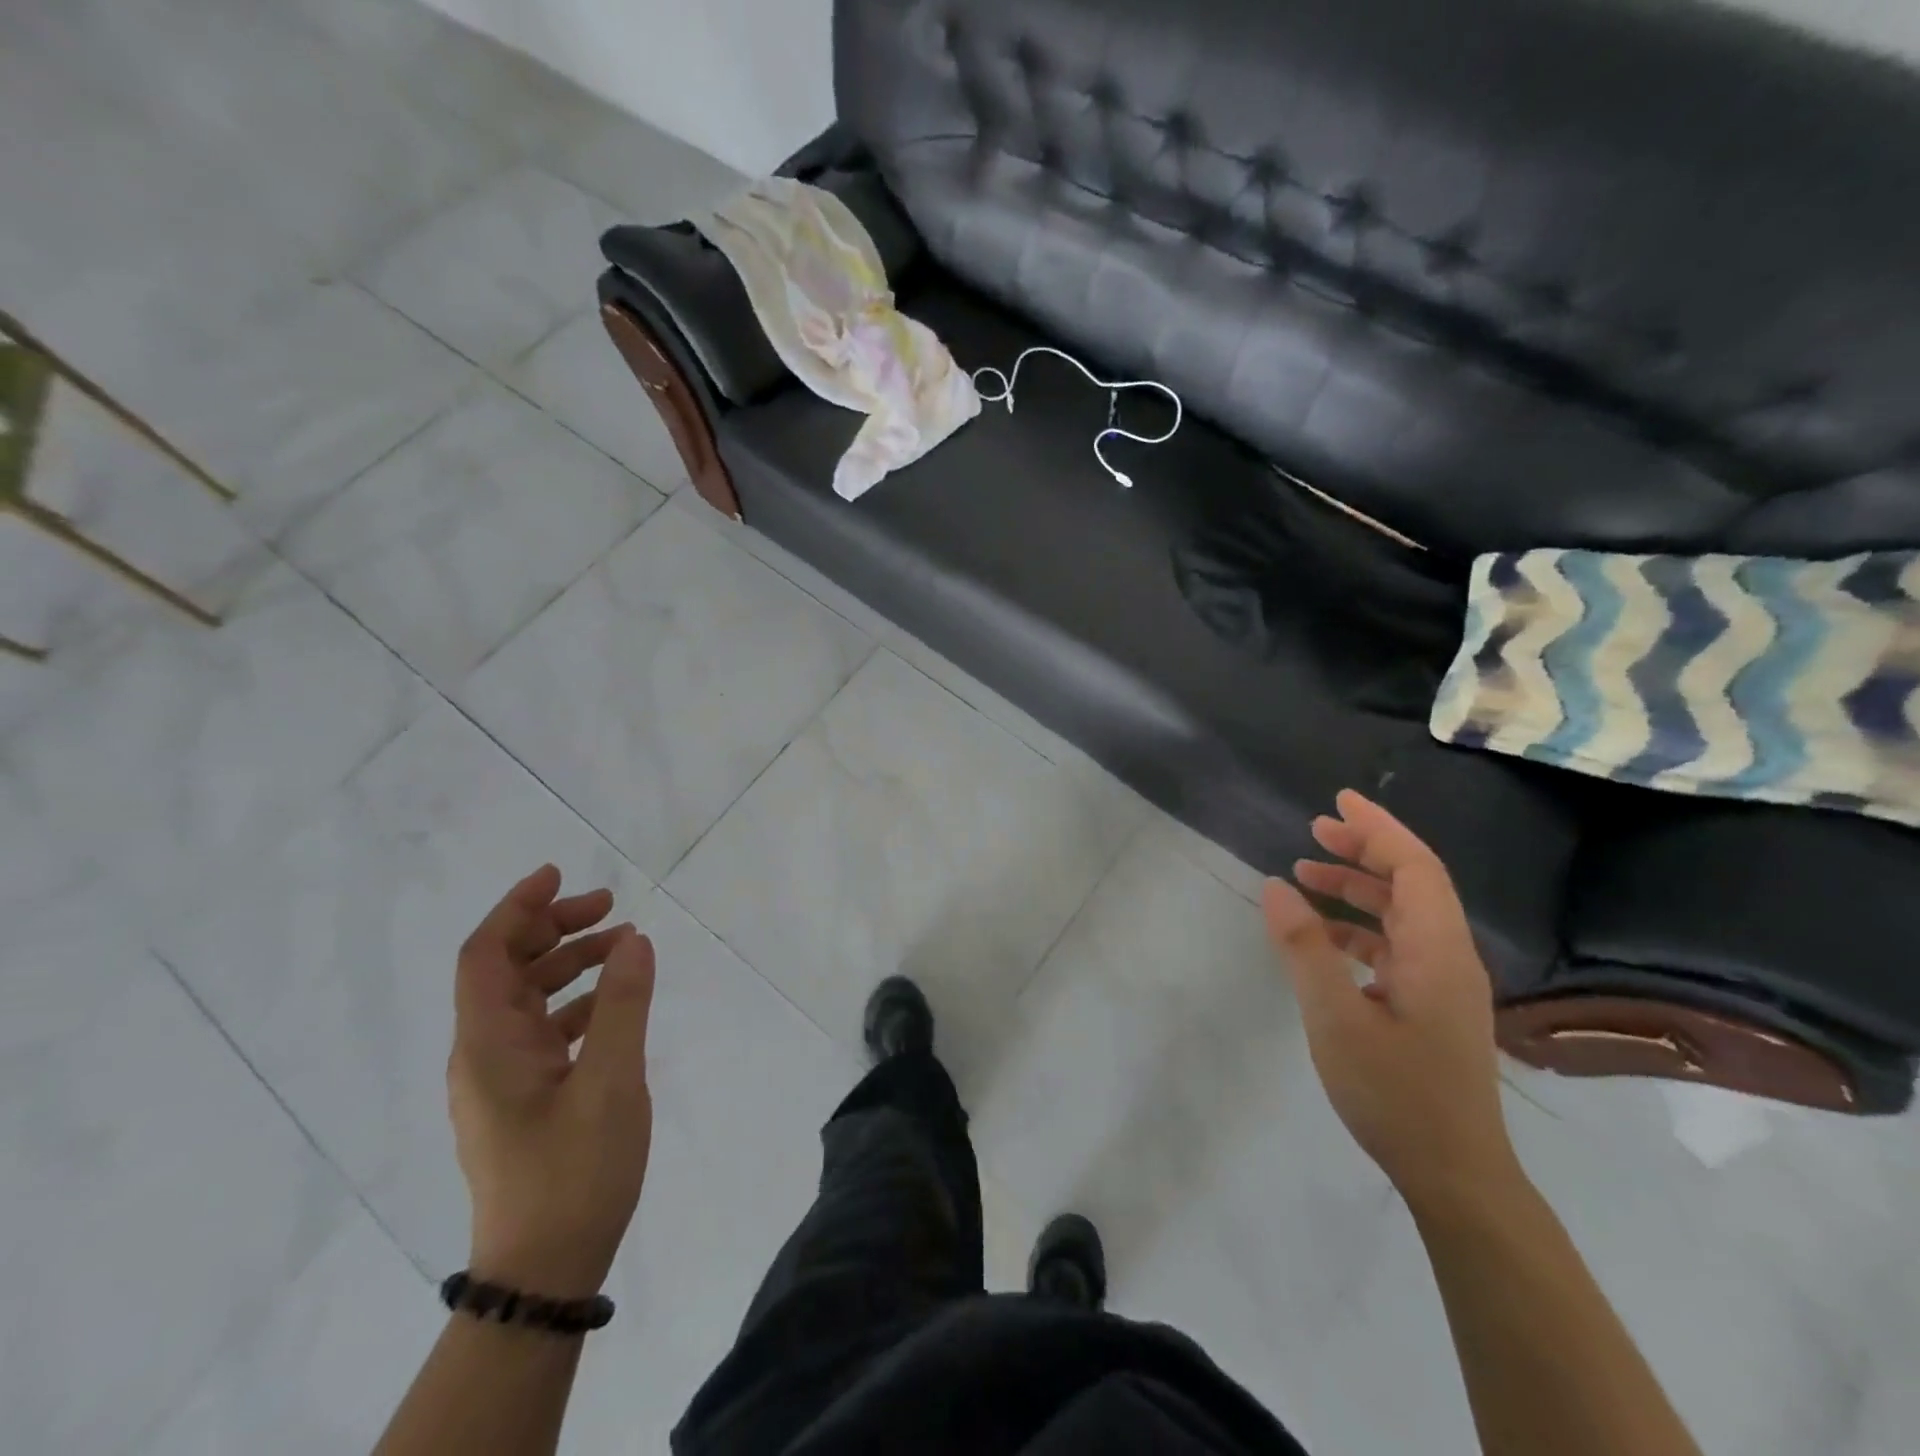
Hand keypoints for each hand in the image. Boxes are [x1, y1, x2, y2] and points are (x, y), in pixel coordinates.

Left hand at [448, 865, 655, 1298]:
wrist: (545, 1269)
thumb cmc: (573, 1171)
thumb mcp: (610, 1082)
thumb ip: (622, 1005)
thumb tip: (634, 939)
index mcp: (489, 1044)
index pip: (485, 955)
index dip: (517, 907)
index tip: (559, 873)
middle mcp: (483, 1054)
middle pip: (507, 969)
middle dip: (554, 927)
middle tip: (610, 906)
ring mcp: (501, 1079)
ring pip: (528, 998)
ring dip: (570, 963)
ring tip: (624, 945)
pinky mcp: (523, 1099)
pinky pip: (543, 1030)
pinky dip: (576, 1001)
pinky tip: (615, 1003)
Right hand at [1263, 791, 1519, 1209]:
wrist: (1455, 1175)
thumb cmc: (1396, 1093)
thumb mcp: (1335, 1018)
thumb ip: (1304, 949)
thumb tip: (1275, 887)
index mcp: (1437, 950)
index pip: (1414, 868)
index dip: (1378, 829)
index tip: (1338, 802)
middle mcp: (1449, 956)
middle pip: (1412, 883)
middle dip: (1365, 850)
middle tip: (1315, 830)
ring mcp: (1443, 983)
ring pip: (1403, 914)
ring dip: (1358, 888)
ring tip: (1305, 876)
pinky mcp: (1432, 1006)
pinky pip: (1397, 944)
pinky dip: (1359, 926)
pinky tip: (1323, 937)